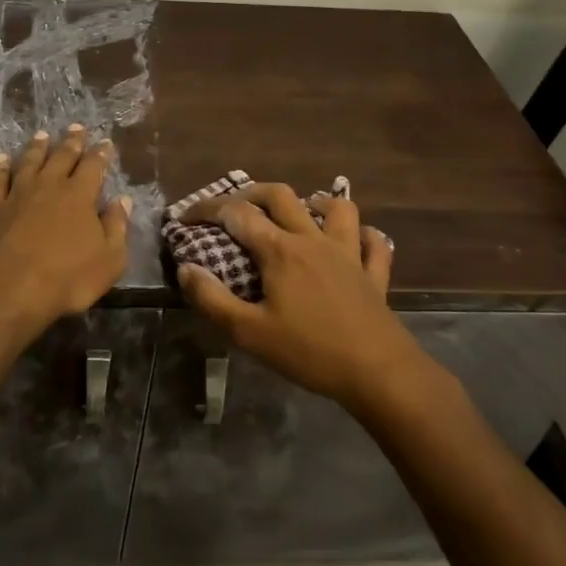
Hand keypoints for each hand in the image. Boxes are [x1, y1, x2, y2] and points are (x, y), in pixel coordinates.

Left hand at [0, 126, 131, 337]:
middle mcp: (49, 186)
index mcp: (80, 195)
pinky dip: (1, 167)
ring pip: (30, 162)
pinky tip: (2, 159)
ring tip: (42, 135)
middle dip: (72, 141)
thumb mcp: (109, 260)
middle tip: (76, 127)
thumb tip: (122, 200)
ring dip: (37, 147)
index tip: (105, 142)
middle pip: (62, 157)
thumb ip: (117, 227)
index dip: (101, 153)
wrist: (9, 291)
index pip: (93, 166)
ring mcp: (18, 194)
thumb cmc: (67, 279)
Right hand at [176, 183, 422, 409]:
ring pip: (337, 208)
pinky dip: (363, 236)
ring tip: (299, 213)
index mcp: (280, 250)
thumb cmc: (310, 352)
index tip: (185, 217)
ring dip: (314, 202)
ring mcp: (349, 254)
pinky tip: (354, 242)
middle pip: (281, 196)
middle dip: (251, 192)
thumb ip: (212, 300)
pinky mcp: (374, 274)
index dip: (207, 209)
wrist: (379, 373)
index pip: (237, 214)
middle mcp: (313, 240)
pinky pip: (374, 243)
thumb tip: (186, 269)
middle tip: (233, 205)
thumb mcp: (249, 333)